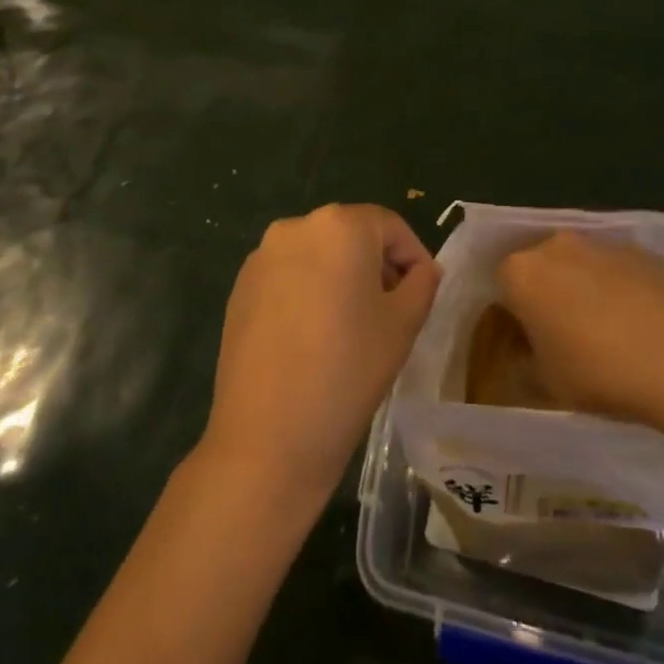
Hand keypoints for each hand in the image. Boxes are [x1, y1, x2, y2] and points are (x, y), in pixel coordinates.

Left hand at [202, 204, 439, 503]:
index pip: (390, 226)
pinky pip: (288, 277)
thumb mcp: (404, 324)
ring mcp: (262, 257)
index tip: (423, 293)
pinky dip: (307, 293)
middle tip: (392, 312)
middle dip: (376, 266)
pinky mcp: (240, 288)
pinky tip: (313, 338)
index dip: (413, 256)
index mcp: (340, 225)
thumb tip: (422, 269)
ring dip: (341, 278)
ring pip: (318, 256)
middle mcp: (296, 226)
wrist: (267, 438)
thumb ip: (422, 283)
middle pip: (351, 235)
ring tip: (352, 327)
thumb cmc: (348, 370)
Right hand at [496, 230, 663, 421]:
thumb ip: (525, 363)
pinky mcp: (635, 249)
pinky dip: (614, 286)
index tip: (524, 342)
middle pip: (538, 267)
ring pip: (576, 264)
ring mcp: (597, 243)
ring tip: (601, 330)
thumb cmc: (597, 371)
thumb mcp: (547, 383)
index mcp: (520, 273)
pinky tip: (632, 322)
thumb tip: (524, 356)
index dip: (511, 315)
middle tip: (559, 334)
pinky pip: (611, 268)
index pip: (501, 286)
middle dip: (544, 294)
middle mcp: (553, 245)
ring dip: (579, 287)